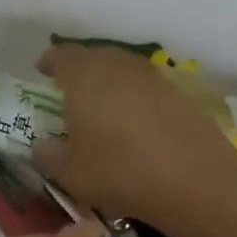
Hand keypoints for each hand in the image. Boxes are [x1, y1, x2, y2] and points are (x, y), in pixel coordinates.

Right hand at [32, 45, 236, 231]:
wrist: (195, 181)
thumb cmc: (119, 171)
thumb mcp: (68, 172)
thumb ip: (47, 154)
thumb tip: (43, 145)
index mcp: (85, 76)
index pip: (61, 55)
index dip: (49, 62)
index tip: (41, 71)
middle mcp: (118, 66)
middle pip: (94, 57)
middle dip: (78, 70)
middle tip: (68, 90)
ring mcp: (153, 77)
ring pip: (122, 70)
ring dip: (108, 82)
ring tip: (99, 105)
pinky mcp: (180, 94)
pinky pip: (145, 88)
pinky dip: (133, 98)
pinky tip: (132, 121)